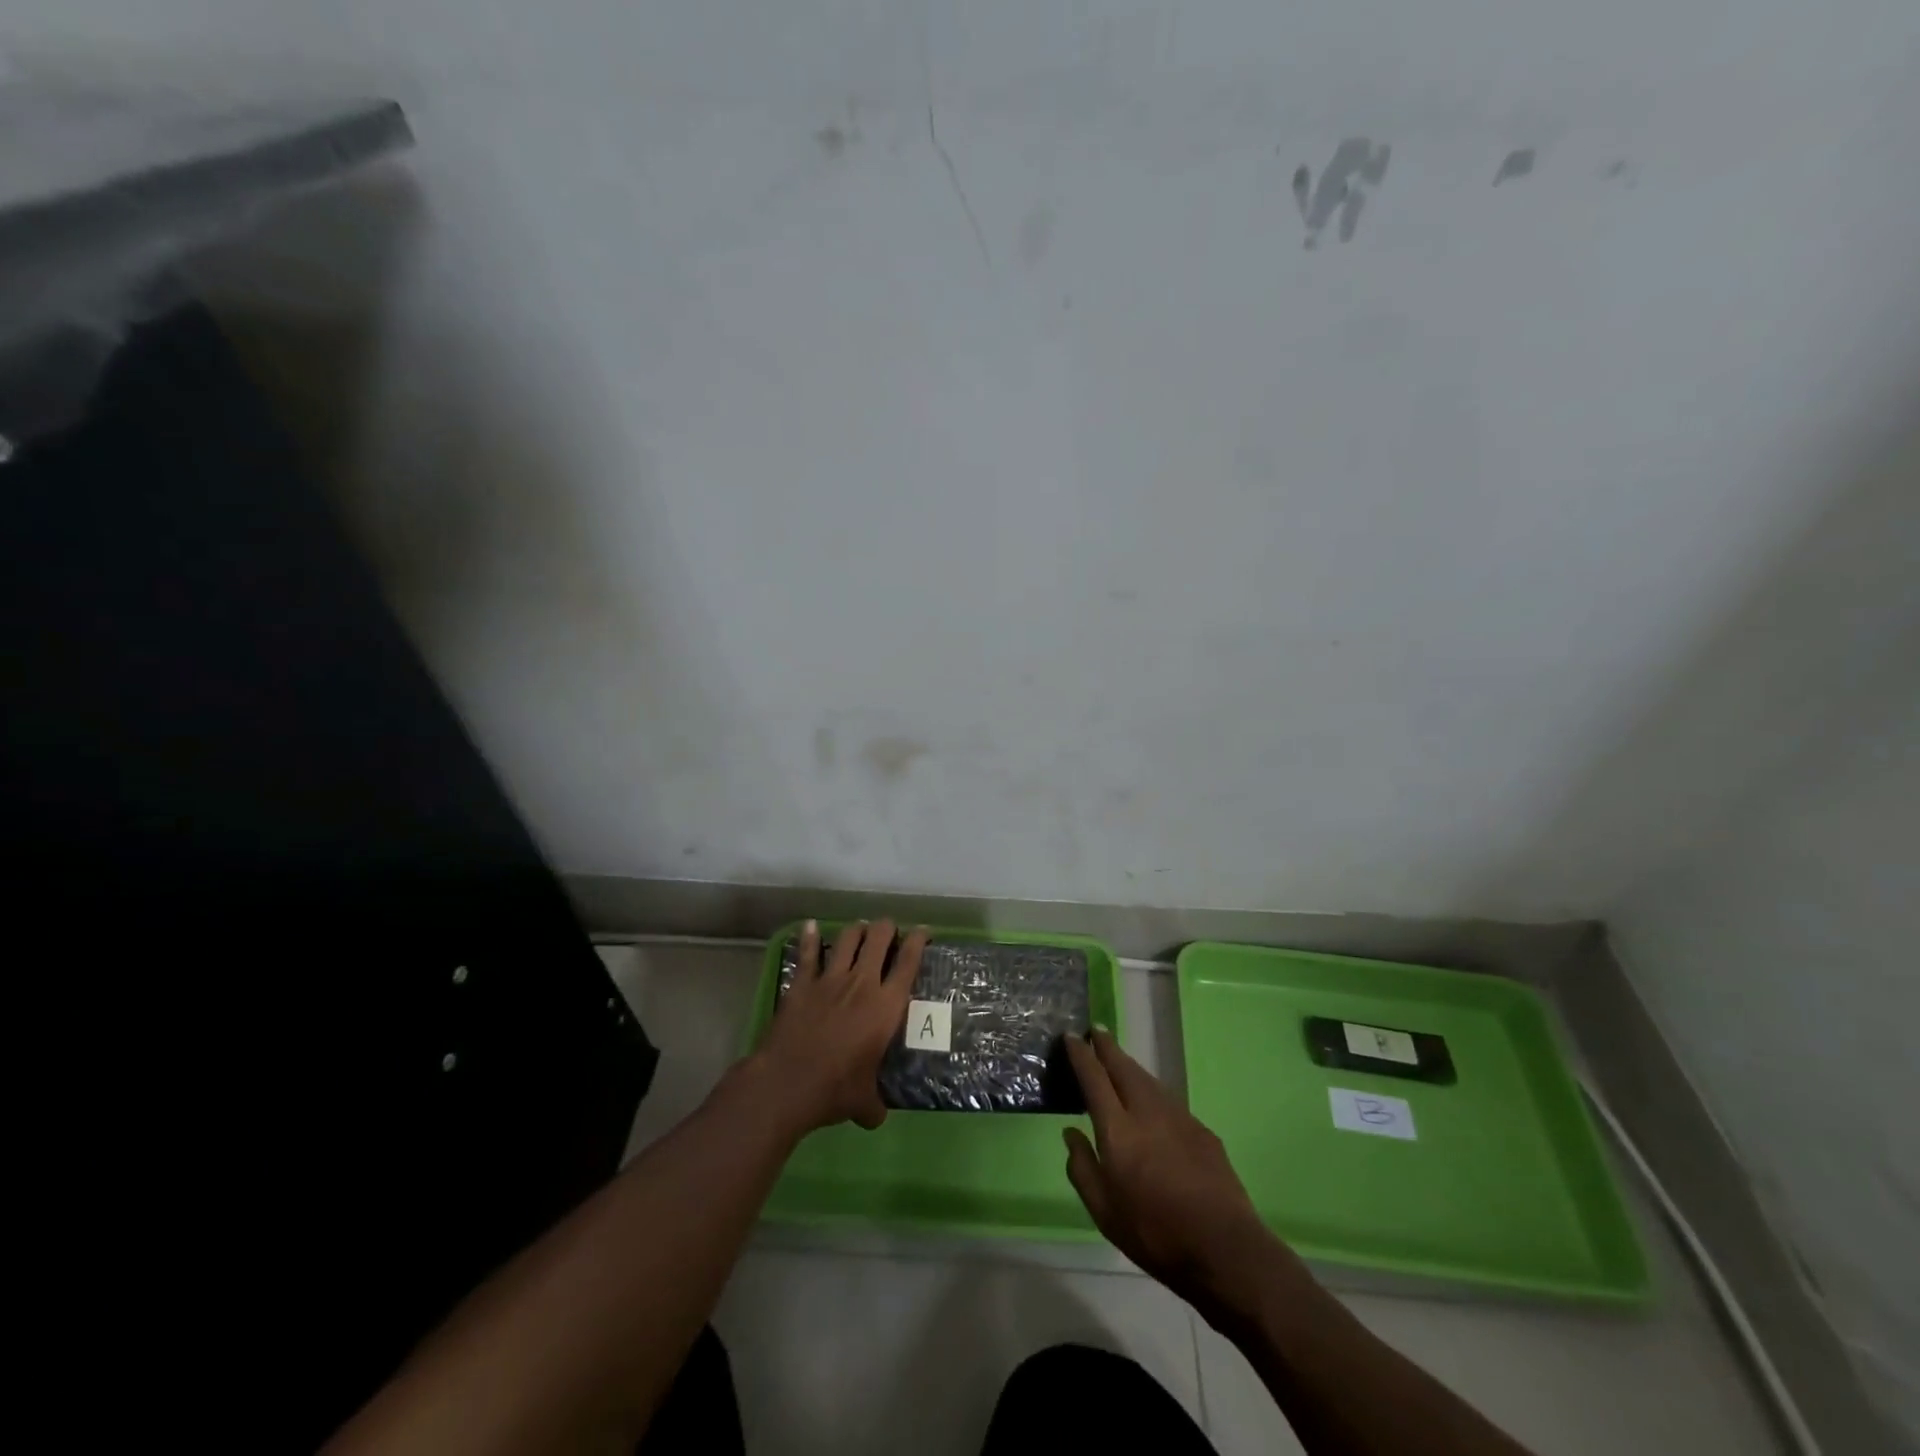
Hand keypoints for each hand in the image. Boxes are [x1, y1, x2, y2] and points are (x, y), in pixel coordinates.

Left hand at [753, 919, 928, 1135]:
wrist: (787, 1084)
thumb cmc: (834, 1091)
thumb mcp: (864, 1102)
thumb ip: (874, 1104)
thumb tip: (876, 1116)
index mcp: (886, 1007)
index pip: (908, 962)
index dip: (918, 940)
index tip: (923, 932)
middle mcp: (862, 983)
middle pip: (879, 937)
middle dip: (886, 928)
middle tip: (889, 932)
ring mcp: (829, 980)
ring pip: (848, 938)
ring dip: (857, 930)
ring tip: (861, 930)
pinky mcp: (802, 984)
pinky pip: (808, 954)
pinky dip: (810, 938)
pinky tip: (811, 926)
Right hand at [1065, 1030, 1298, 1317]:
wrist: (1224, 1248)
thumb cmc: (1155, 1233)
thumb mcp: (1104, 1212)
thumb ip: (1083, 1168)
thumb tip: (1071, 1133)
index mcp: (1118, 1130)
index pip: (1094, 1079)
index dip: (1081, 1055)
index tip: (1071, 1036)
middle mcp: (1147, 1112)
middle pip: (1123, 1068)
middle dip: (1107, 1047)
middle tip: (1096, 1032)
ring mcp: (1178, 1118)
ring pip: (1148, 1080)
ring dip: (1130, 1065)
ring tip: (1118, 1059)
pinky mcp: (1202, 1130)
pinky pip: (1168, 1098)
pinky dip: (1152, 1089)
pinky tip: (1151, 1100)